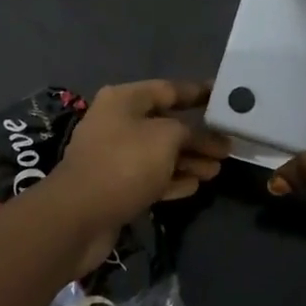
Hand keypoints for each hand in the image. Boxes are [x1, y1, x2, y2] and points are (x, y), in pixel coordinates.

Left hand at [43, 80, 230, 254]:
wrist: (78, 216)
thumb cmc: (124, 163)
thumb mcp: (166, 138)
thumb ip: (192, 132)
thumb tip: (208, 137)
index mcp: (124, 100)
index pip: (169, 89)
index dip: (198, 93)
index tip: (223, 96)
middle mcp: (117, 122)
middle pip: (166, 124)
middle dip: (197, 135)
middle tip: (227, 145)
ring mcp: (114, 156)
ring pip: (160, 153)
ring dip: (188, 160)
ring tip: (217, 169)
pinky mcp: (115, 186)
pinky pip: (150, 177)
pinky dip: (172, 179)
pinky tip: (195, 185)